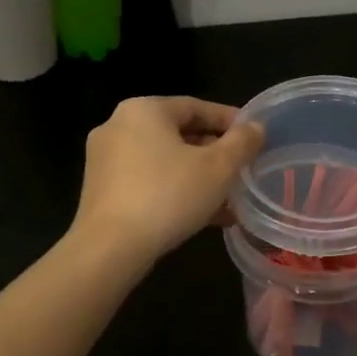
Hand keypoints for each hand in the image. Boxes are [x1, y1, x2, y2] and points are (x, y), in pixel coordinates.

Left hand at [72, 97, 264, 263]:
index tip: (254, 138)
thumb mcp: (218, 168)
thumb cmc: (168, 196)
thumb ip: (242, 143)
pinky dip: (174, 191)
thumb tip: (256, 127)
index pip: (196, 106)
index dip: (230, 121)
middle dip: (214, 153)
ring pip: (164, 161)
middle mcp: (118, 125)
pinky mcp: (101, 190)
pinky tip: (202, 216)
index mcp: (144, 109)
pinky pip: (147, 181)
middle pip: (179, 133)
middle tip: (243, 170)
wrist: (110, 249)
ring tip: (229, 199)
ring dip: (198, 177)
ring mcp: (105, 159)